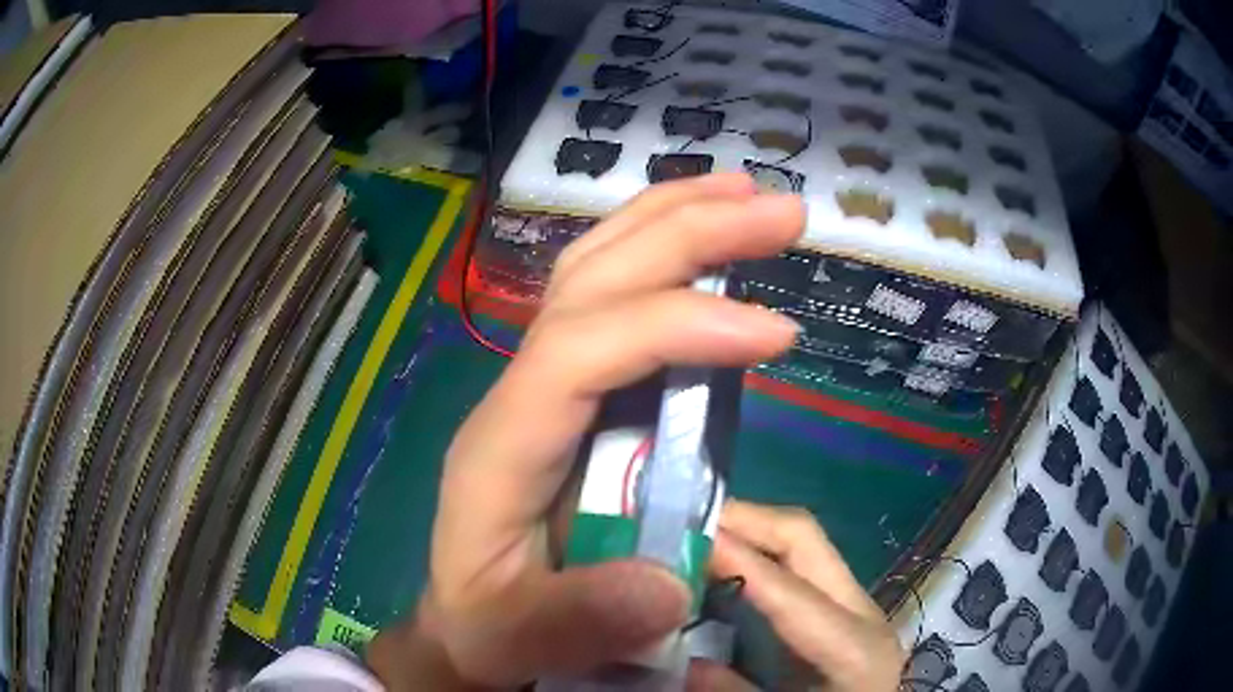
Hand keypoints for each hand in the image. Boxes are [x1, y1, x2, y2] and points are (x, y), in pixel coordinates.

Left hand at [368, 173, 804, 688]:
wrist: (466, 620)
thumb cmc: (488, 626)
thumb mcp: (516, 638)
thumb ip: (578, 621)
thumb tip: (668, 584)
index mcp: (502, 445)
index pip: (580, 350)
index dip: (677, 327)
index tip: (777, 332)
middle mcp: (520, 392)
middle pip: (591, 279)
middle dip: (686, 232)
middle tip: (781, 211)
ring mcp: (545, 383)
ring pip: (596, 269)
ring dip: (671, 219)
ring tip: (745, 194)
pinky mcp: (574, 393)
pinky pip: (612, 300)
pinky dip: (660, 253)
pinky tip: (704, 239)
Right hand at [689, 501, 905, 691]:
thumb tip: (683, 662)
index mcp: (855, 647)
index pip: (789, 589)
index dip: (734, 558)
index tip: (677, 534)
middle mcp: (861, 611)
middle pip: (804, 537)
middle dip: (743, 519)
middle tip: (680, 522)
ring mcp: (854, 605)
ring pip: (800, 543)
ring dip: (746, 531)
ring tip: (691, 538)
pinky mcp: (840, 610)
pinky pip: (795, 565)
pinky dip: (755, 553)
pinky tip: (720, 566)